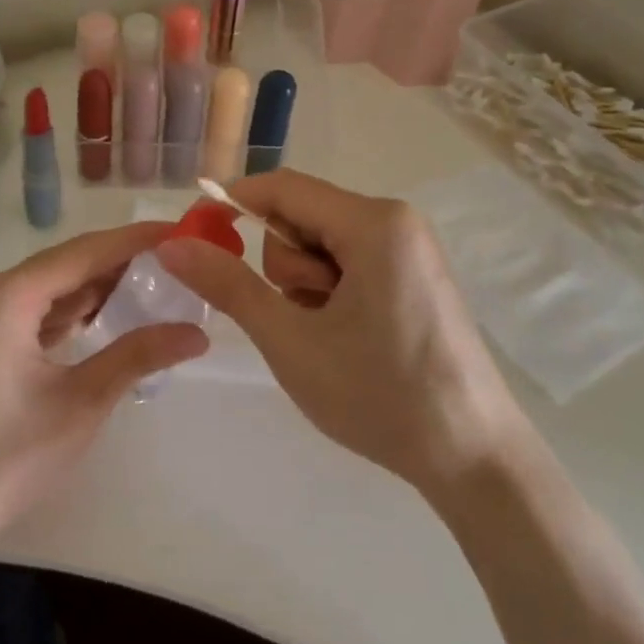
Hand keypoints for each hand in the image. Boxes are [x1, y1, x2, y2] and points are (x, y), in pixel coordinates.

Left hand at [0, 224, 209, 561]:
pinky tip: (114, 316)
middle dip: (123, 262)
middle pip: (69, 264)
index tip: (184, 232)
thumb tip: (198, 333)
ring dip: (101, 287)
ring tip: (160, 285)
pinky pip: (38, 310)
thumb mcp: (80, 404)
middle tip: (181, 262)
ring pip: (54, 287)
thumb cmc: (4, 459)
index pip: (85, 252)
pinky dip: (76, 311)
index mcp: (7, 297)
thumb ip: (138, 356)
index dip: (136, 240)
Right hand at [158, 170, 529, 497]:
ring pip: (322, 246)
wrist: (472, 456)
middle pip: (303, 218)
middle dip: (286, 267)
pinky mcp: (415, 276)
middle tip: (303, 321)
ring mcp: (410, 249)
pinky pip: (350, 265)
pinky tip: (353, 341)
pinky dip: (332, 296)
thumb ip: (228, 285)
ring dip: (308, 288)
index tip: (197, 238)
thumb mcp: (289, 340)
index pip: (283, 188)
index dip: (233, 204)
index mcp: (373, 222)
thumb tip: (172, 244)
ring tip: (332, 338)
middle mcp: (396, 221)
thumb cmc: (378, 394)